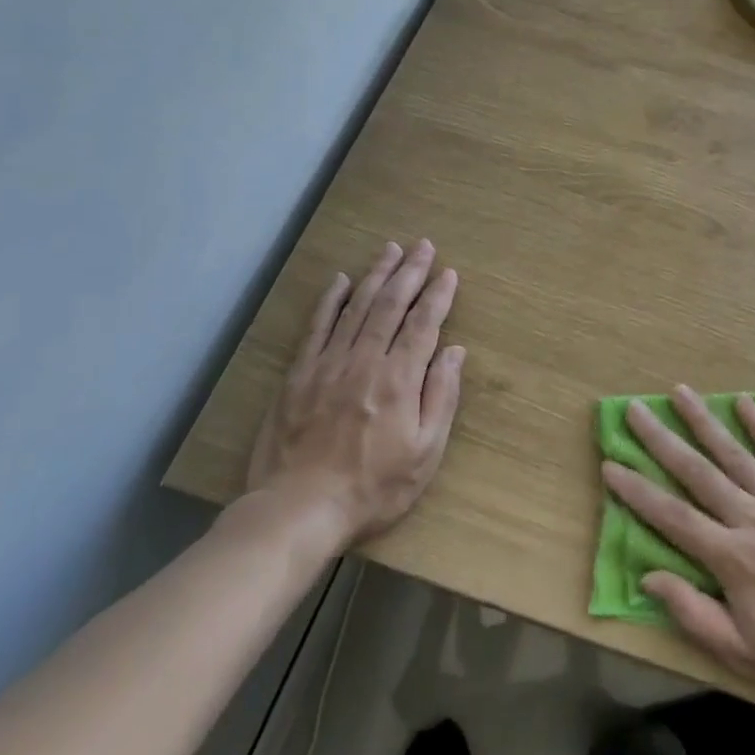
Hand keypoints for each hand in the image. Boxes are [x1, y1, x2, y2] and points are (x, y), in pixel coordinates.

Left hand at [246, 239, 462, 546]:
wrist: (299, 509)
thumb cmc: (373, 487)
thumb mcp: (425, 453)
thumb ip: (442, 397)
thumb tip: (455, 352)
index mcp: (399, 379)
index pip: (423, 324)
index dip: (438, 296)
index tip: (449, 273)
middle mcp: (365, 360)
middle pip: (391, 305)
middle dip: (410, 272)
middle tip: (423, 245)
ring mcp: (328, 364)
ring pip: (356, 307)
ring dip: (375, 275)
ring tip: (390, 249)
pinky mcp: (299, 374)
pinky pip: (317, 326)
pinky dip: (330, 301)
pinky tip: (340, 281)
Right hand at [603, 386, 754, 707]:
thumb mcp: (743, 652)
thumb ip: (693, 613)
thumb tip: (649, 576)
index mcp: (731, 556)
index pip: (671, 516)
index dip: (637, 491)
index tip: (610, 465)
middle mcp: (751, 517)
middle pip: (697, 471)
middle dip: (661, 439)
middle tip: (634, 409)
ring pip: (734, 453)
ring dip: (704, 420)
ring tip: (679, 392)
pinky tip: (744, 403)